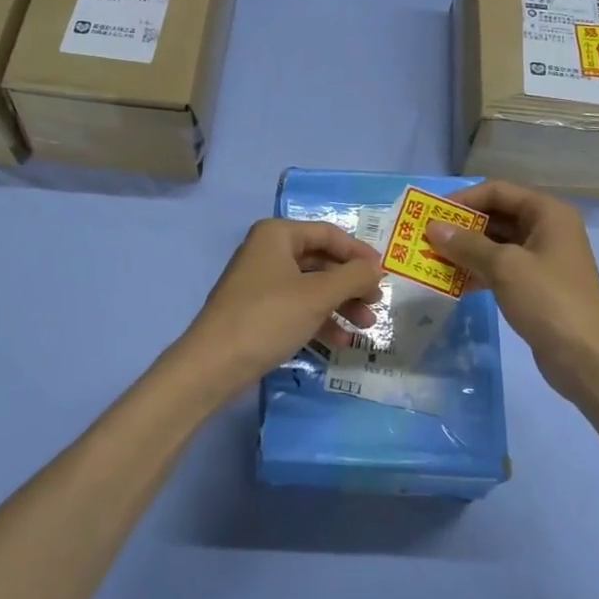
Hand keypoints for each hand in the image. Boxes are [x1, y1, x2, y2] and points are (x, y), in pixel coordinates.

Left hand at [172, 219, 383, 396]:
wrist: (214, 365)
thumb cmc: (268, 318)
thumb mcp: (317, 295)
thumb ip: (353, 277)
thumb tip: (377, 268)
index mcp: (277, 235)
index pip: (328, 234)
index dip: (359, 253)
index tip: (384, 274)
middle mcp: (268, 252)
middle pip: (321, 261)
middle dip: (351, 283)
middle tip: (376, 303)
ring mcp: (262, 283)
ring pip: (312, 287)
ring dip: (341, 305)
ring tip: (366, 327)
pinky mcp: (259, 311)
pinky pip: (298, 307)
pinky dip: (320, 320)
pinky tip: (342, 341)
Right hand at [426, 180, 598, 396]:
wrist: (588, 358)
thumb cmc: (548, 300)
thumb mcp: (504, 267)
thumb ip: (467, 244)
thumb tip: (433, 228)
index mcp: (547, 213)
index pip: (498, 191)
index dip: (464, 199)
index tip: (432, 214)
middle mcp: (547, 229)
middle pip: (497, 216)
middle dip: (462, 227)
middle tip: (427, 238)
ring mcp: (543, 259)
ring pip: (497, 245)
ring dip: (466, 251)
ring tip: (433, 260)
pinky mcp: (537, 286)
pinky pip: (502, 269)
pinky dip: (478, 272)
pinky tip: (453, 284)